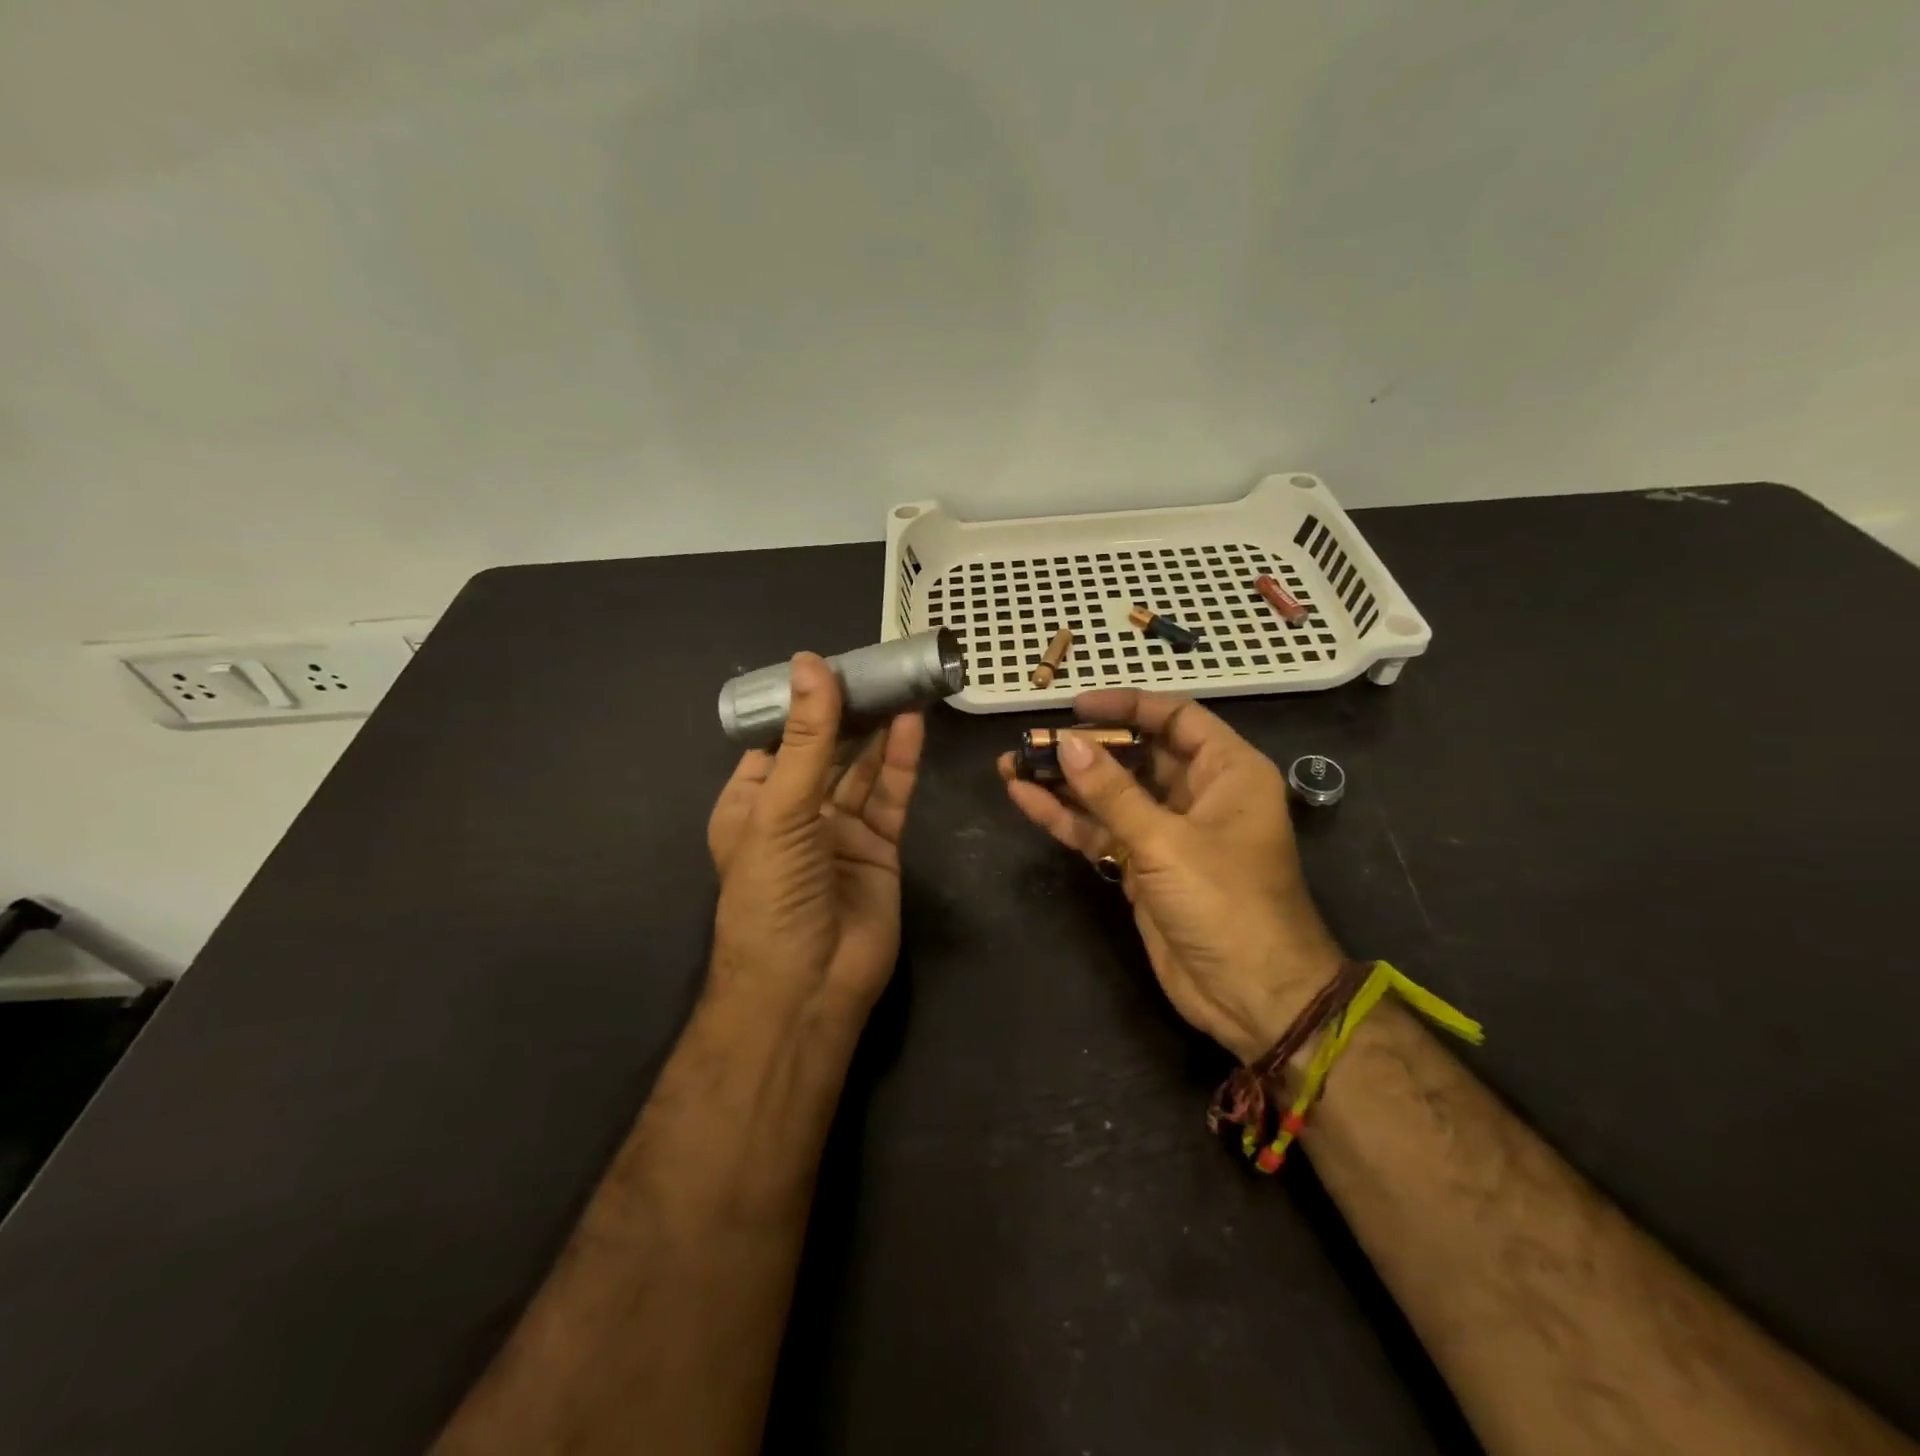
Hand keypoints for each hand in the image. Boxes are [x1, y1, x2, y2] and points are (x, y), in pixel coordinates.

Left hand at [708, 653, 925, 1027]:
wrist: (808, 987)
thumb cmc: (773, 894)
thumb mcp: (781, 810)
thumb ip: (807, 738)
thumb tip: (810, 663)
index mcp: (751, 802)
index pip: (777, 740)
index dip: (801, 704)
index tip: (829, 663)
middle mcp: (795, 812)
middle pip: (826, 750)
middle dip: (848, 712)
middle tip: (877, 666)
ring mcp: (839, 831)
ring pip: (863, 770)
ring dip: (880, 731)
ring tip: (900, 684)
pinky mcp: (879, 848)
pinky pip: (891, 797)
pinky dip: (902, 763)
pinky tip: (912, 725)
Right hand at [999, 690, 1342, 1061]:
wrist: (1253, 997)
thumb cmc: (1226, 904)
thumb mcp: (1167, 842)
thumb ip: (1112, 792)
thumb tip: (1066, 743)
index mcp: (1227, 772)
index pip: (1175, 718)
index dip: (1126, 706)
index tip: (1075, 706)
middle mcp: (1198, 794)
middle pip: (1135, 754)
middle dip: (1083, 747)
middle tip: (1032, 738)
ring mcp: (1167, 832)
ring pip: (1110, 794)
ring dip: (1064, 781)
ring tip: (1011, 763)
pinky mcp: (1143, 867)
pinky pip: (1101, 830)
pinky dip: (1066, 817)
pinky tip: (1024, 798)